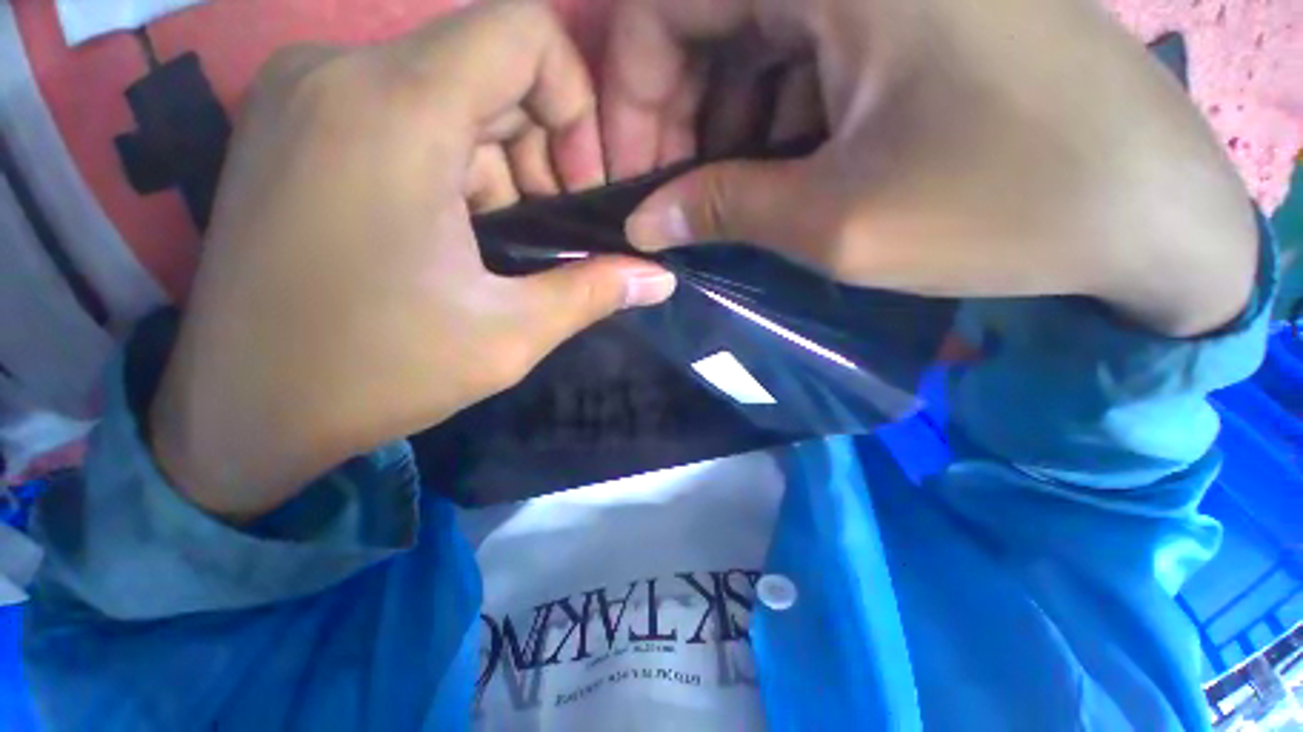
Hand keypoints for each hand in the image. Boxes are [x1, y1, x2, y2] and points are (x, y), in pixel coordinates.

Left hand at [151, 0, 675, 521]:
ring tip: (508, 243)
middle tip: (556, 230)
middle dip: (545, 147)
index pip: (525, 31)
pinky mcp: (292, 127)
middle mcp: (338, 71)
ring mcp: (305, 95)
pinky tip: (458, 233)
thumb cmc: (375, 374)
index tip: (584, 185)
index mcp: (393, 109)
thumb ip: (594, 293)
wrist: (241, 410)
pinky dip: (454, 163)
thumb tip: (659, 279)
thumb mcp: (509, 335)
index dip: (577, 99)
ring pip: (450, 93)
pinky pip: (404, 113)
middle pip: (490, 67)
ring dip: (501, 164)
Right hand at [603, 0, 1256, 336]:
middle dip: (673, 120)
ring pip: (751, 47)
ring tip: (718, 203)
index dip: (630, 93)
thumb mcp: (835, 220)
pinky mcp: (912, 19)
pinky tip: (776, 178)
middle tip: (668, 201)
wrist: (1147, 213)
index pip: (663, 1)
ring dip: (721, 130)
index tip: (629, 174)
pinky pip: (802, 60)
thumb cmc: (1003, 209)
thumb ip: (723, 209)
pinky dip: (768, 121)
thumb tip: (645, 221)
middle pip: (704, 22)